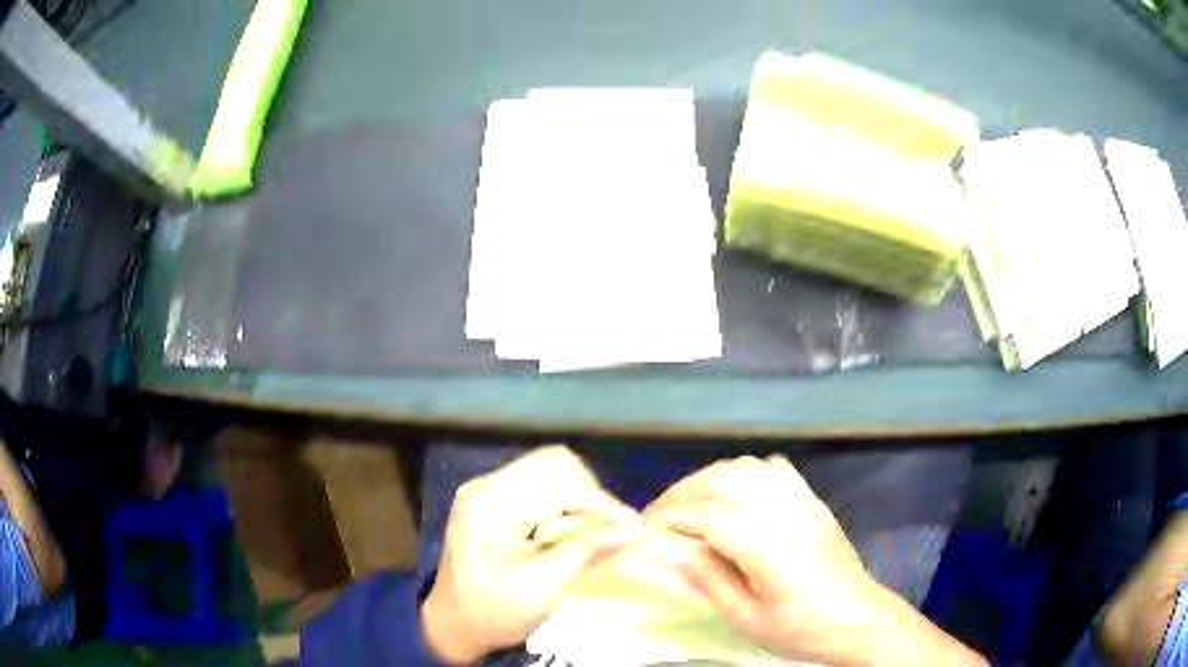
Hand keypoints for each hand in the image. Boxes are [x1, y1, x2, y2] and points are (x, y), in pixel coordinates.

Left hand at [421, 446, 640, 663]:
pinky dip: (561, 495)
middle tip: (610, 527)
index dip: (603, 504)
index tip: (634, 529)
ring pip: (546, 465)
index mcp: (491, 510)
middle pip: (553, 462)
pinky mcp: (487, 494)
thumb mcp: (543, 590)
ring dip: (577, 490)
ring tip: (592, 526)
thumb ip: (586, 554)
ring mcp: (483, 487)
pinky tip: (568, 523)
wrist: (453, 622)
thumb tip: (633, 531)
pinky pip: (534, 478)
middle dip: (590, 491)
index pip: (560, 486)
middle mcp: (484, 486)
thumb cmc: (495, 613)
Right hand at [644, 455, 878, 663]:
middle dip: (685, 491)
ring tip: (690, 504)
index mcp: (776, 558)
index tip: (647, 533)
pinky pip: (776, 469)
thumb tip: (666, 550)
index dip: (673, 520)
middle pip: (730, 480)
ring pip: (750, 468)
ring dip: (710, 479)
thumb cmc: (800, 630)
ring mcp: (807, 506)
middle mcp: (792, 521)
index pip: (715, 519)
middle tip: (661, 516)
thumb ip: (708, 580)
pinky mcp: (815, 502)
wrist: (859, 619)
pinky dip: (744, 474)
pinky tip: (733, 496)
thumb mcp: (747, 619)